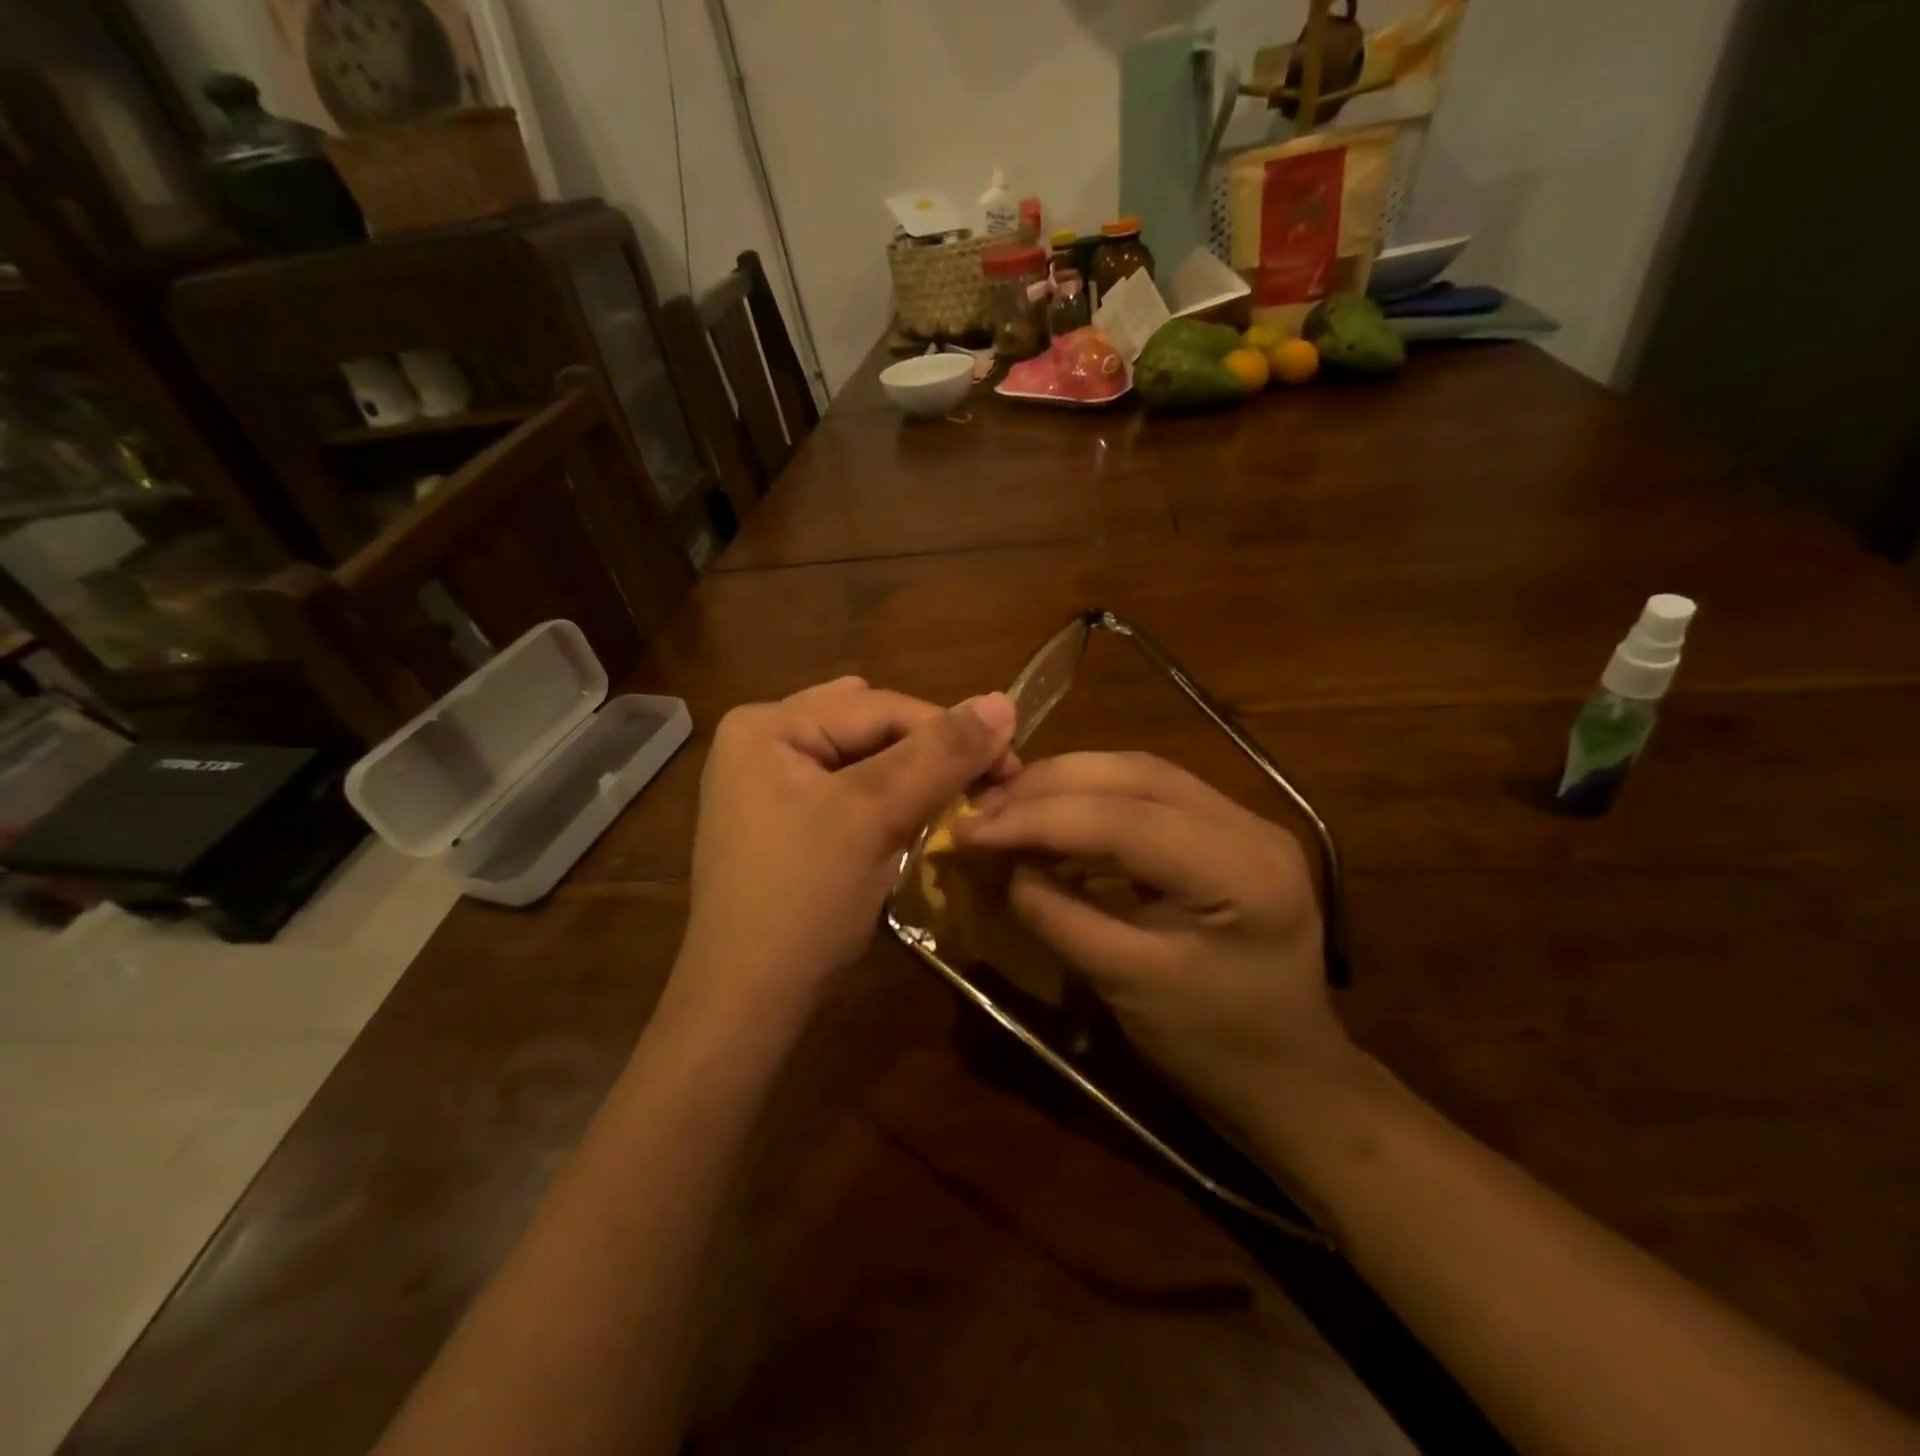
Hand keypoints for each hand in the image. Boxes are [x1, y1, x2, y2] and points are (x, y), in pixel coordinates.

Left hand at [670, 677, 1016, 1042]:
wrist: (746, 1004)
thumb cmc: (804, 901)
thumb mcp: (874, 816)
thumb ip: (940, 755)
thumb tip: (1002, 702)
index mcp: (767, 725)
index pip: (880, 706)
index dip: (952, 730)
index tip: (1012, 764)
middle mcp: (761, 740)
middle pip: (869, 728)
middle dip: (929, 752)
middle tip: (987, 783)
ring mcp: (767, 783)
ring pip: (863, 760)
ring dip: (913, 776)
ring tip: (956, 798)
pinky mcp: (782, 820)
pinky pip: (847, 791)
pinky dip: (887, 800)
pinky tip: (912, 819)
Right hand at [953, 751, 1347, 1125]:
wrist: (1291, 1078)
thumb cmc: (1214, 1049)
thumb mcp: (1127, 985)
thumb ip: (1060, 916)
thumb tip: (1002, 864)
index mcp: (1243, 870)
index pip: (1125, 819)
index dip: (1038, 818)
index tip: (967, 828)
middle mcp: (1251, 825)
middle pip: (1134, 775)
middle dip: (1047, 786)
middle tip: (980, 809)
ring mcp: (1245, 821)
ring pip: (1139, 773)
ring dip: (1066, 784)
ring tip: (1005, 806)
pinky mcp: (1228, 831)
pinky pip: (1149, 795)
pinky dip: (1092, 799)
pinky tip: (1053, 817)